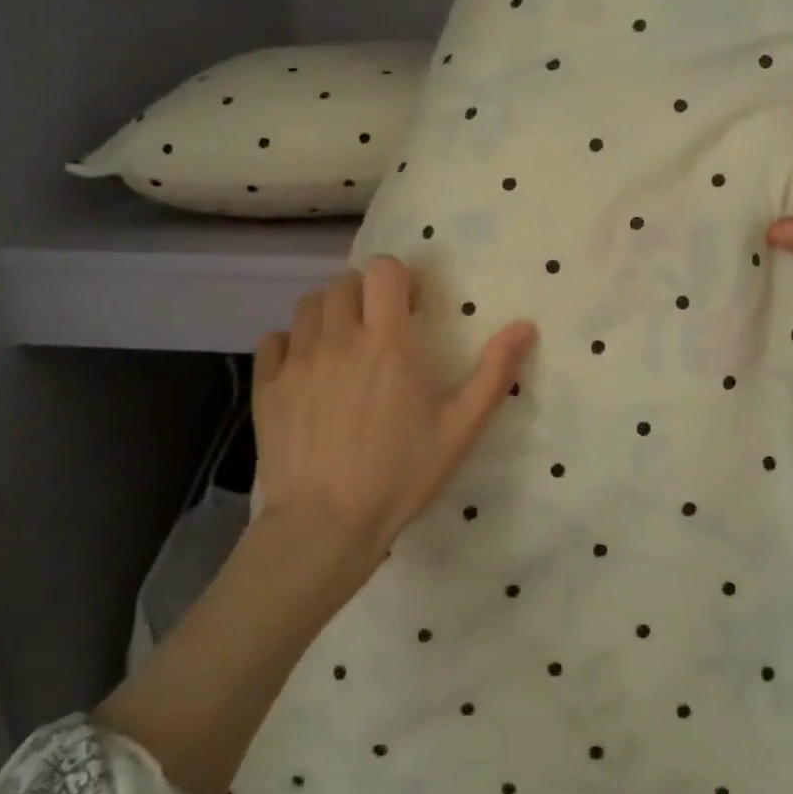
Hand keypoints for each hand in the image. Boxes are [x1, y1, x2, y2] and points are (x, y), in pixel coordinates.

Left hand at [250, 256, 537, 575]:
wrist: (327, 523)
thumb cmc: (401, 474)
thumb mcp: (460, 428)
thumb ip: (494, 372)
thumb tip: (526, 326)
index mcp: (387, 342)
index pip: (384, 270)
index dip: (399, 279)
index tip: (410, 308)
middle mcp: (338, 338)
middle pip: (345, 282)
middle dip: (366, 295)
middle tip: (379, 329)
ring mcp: (297, 360)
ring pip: (309, 305)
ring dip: (331, 314)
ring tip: (343, 346)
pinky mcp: (266, 385)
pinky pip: (274, 339)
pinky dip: (291, 343)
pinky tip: (306, 369)